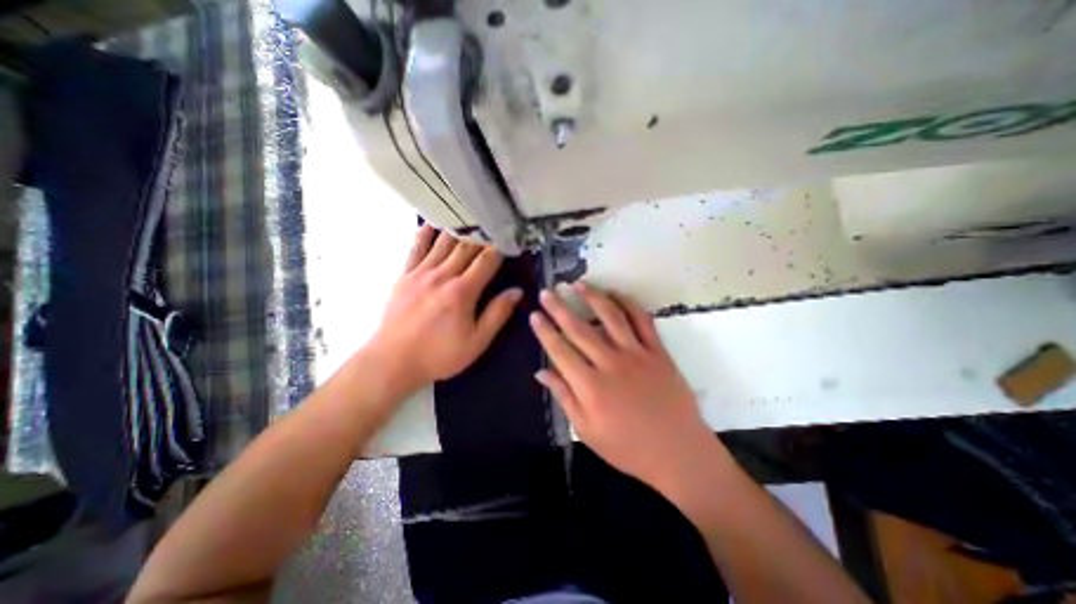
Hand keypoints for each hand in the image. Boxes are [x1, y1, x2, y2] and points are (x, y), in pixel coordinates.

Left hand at [367, 225, 522, 390]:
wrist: (393, 361)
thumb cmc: (440, 355)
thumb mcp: (477, 341)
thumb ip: (497, 314)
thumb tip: (516, 292)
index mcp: (463, 291)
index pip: (486, 260)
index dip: (500, 248)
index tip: (509, 241)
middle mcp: (443, 275)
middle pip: (466, 247)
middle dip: (482, 236)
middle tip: (494, 228)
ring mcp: (421, 272)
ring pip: (443, 242)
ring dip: (459, 230)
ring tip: (470, 220)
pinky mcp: (405, 275)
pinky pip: (416, 247)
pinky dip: (425, 234)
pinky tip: (433, 224)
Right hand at [531, 282, 721, 491]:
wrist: (679, 452)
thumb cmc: (628, 447)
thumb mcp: (587, 430)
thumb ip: (564, 397)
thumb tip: (541, 372)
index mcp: (591, 386)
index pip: (560, 351)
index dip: (545, 331)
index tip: (534, 314)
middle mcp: (611, 363)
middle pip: (580, 329)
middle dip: (559, 308)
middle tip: (547, 292)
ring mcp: (637, 354)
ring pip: (611, 317)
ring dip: (592, 297)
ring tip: (578, 284)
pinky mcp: (658, 351)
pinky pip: (642, 321)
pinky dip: (628, 304)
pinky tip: (616, 294)